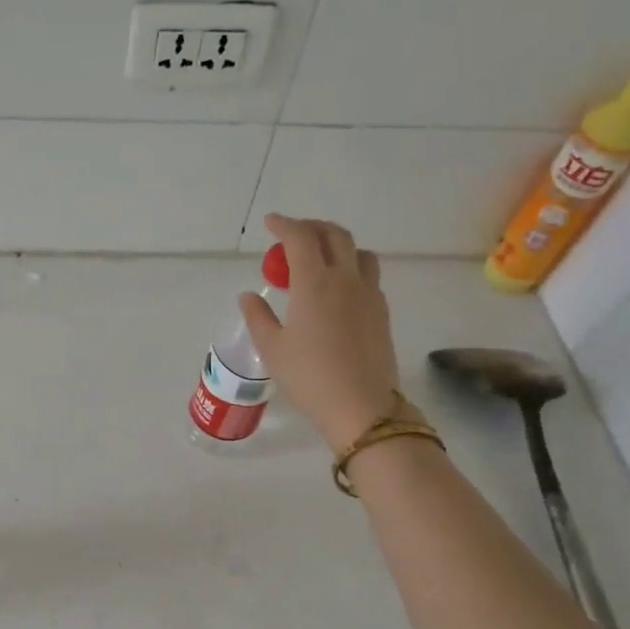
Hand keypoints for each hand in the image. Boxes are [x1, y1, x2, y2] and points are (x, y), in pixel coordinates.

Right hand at [239, 214, 400, 451]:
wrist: (360, 405)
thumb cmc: (309, 376)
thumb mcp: (272, 348)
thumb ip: (258, 316)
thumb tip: (248, 296)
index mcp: (314, 283)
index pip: (300, 239)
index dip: (284, 225)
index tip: (271, 223)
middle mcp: (345, 279)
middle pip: (335, 235)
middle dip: (313, 227)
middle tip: (294, 234)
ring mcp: (369, 294)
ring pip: (359, 252)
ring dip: (338, 244)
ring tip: (321, 257)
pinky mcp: (381, 312)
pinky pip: (369, 275)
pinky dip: (352, 268)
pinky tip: (339, 288)